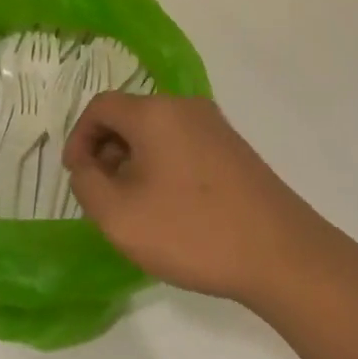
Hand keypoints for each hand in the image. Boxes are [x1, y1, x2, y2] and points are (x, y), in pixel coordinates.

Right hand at [62, 93, 357, 315]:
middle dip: (107, 150)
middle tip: (103, 195)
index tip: (77, 176)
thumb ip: (88, 184)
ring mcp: (215, 126)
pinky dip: (163, 165)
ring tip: (136, 206)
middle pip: (130, 115)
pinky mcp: (233, 148)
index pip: (101, 106)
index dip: (79, 138)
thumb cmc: (192, 231)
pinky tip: (170, 207)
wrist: (280, 253)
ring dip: (135, 160)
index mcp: (155, 112)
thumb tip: (89, 165)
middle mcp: (185, 106)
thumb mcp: (119, 216)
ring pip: (157, 132)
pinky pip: (183, 144)